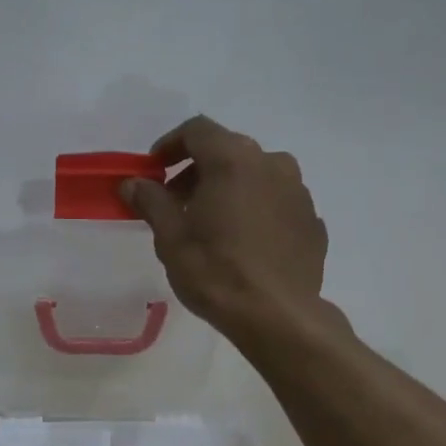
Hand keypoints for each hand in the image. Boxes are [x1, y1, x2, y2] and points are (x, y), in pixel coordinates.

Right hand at [121, 116, 329, 339]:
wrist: (277, 316)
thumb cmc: (215, 272)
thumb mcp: (171, 238)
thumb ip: (151, 201)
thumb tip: (132, 183)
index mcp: (233, 160)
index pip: (197, 130)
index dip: (170, 145)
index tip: (154, 170)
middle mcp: (272, 163)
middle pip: (228, 150)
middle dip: (198, 170)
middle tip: (177, 201)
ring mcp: (298, 191)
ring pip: (256, 175)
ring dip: (230, 188)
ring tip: (212, 224)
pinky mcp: (312, 220)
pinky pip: (277, 203)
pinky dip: (256, 210)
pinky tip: (244, 243)